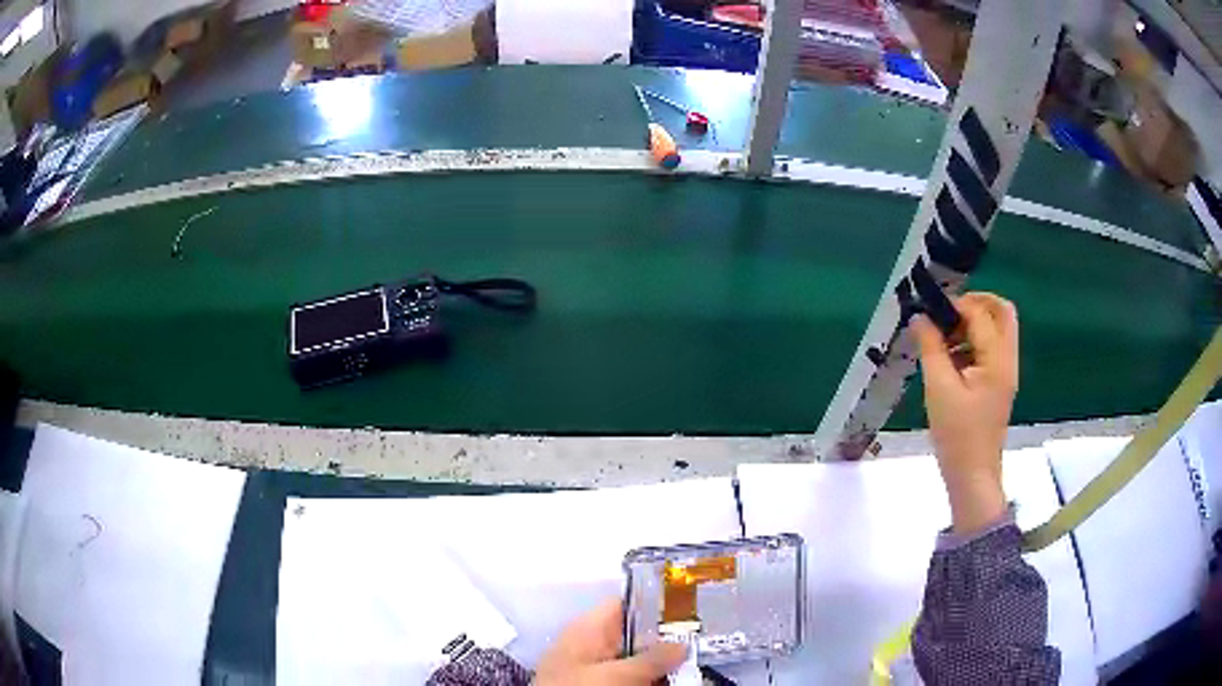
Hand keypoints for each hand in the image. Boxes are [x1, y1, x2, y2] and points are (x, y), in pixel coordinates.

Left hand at [534, 599, 687, 684]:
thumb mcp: (615, 675)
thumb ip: (651, 659)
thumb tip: (683, 643)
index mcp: (587, 630)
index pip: (625, 605)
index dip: (656, 604)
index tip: (690, 609)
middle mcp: (591, 646)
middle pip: (634, 635)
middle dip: (666, 639)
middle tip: (702, 640)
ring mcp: (594, 670)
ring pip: (634, 659)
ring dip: (661, 663)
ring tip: (697, 661)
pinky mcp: (598, 684)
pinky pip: (629, 677)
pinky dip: (649, 678)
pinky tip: (673, 679)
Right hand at [911, 292, 1018, 535]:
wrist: (972, 476)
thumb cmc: (956, 435)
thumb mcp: (938, 388)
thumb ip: (930, 347)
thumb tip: (920, 317)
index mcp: (997, 359)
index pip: (980, 313)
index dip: (954, 305)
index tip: (928, 311)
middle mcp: (1007, 360)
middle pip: (1002, 312)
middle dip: (974, 304)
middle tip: (946, 314)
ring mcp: (1005, 372)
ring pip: (997, 329)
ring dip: (972, 324)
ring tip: (943, 341)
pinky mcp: (999, 384)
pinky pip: (991, 349)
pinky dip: (972, 343)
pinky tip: (949, 360)